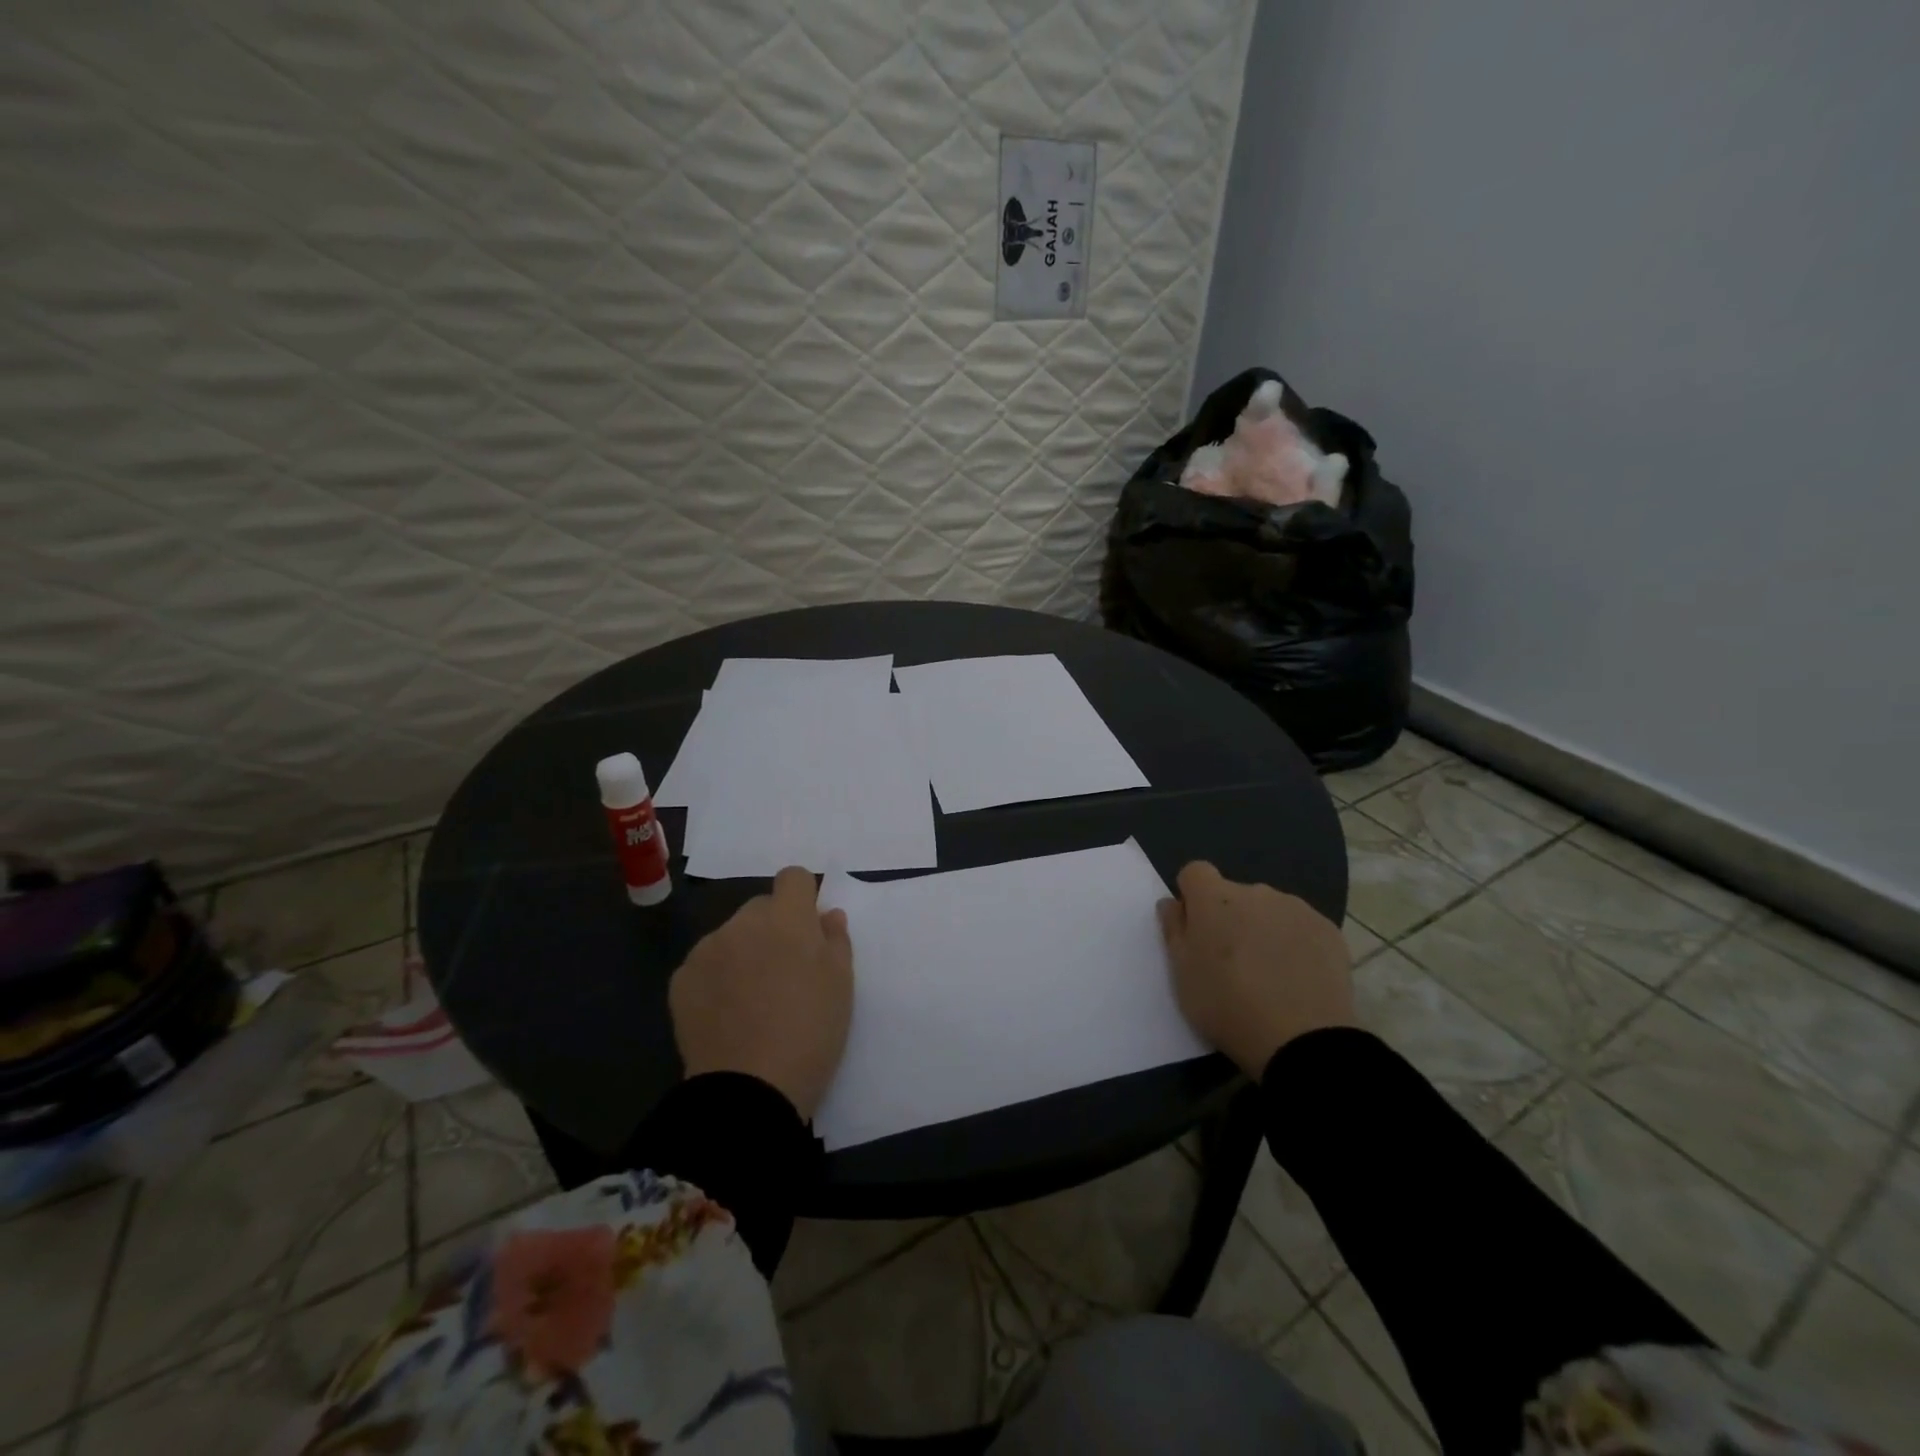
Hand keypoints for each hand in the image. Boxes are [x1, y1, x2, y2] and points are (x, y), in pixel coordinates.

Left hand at [669, 866, 853, 1119]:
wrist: (748, 1090)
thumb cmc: (810, 1033)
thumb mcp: (841, 985)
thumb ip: (835, 940)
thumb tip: (828, 915)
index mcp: (787, 919)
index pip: (793, 877)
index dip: (803, 898)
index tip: (809, 930)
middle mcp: (743, 923)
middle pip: (761, 908)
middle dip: (774, 929)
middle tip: (784, 973)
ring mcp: (707, 949)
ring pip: (731, 935)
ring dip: (744, 952)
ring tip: (752, 999)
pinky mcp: (681, 979)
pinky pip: (705, 963)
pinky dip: (716, 978)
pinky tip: (725, 1014)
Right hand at [1157, 861, 1355, 1076]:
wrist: (1302, 1039)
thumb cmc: (1227, 1004)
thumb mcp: (1182, 973)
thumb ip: (1174, 930)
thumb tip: (1173, 903)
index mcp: (1214, 898)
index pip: (1195, 872)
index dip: (1192, 897)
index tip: (1195, 929)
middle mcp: (1255, 892)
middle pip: (1234, 894)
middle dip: (1229, 917)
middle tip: (1231, 962)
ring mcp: (1296, 908)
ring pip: (1269, 910)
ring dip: (1262, 929)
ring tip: (1269, 974)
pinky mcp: (1328, 930)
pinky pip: (1301, 927)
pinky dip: (1295, 943)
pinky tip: (1297, 978)